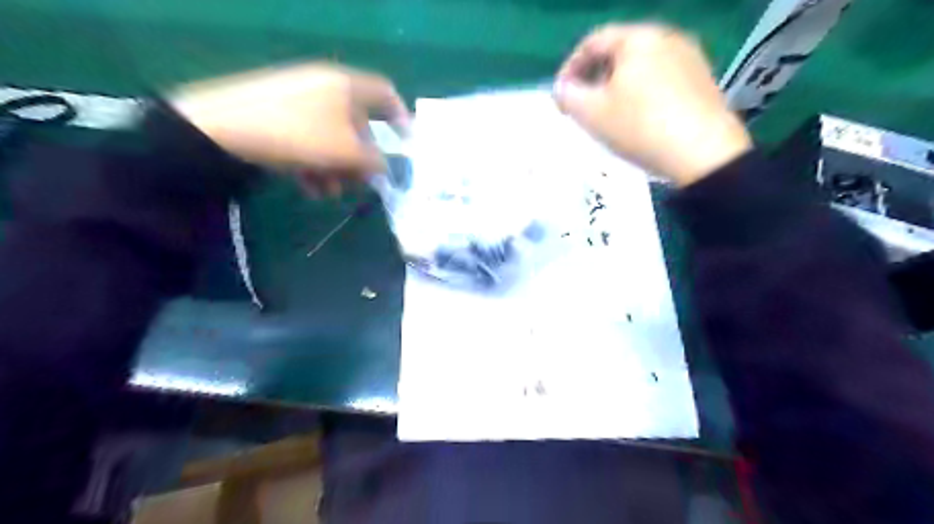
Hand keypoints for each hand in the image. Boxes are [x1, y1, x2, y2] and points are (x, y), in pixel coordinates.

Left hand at [173, 61, 412, 195]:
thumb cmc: (299, 135)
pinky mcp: (278, 115)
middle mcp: (326, 88)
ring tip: (328, 192)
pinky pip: (310, 139)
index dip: (401, 119)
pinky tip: (308, 187)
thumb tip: (384, 167)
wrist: (221, 129)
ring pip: (333, 137)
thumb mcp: (347, 152)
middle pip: (359, 124)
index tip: (405, 146)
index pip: (386, 94)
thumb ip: (375, 161)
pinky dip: (315, 163)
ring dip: (338, 168)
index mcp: (347, 86)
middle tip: (360, 183)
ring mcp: (300, 101)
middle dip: (362, 158)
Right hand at [553, 23, 749, 185]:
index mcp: (638, 38)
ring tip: (607, 116)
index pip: (592, 42)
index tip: (561, 96)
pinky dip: (640, 93)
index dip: (569, 68)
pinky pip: (660, 79)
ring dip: (617, 87)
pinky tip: (637, 119)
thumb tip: (561, 89)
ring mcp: (689, 58)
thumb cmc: (640, 127)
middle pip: (618, 52)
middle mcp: (667, 37)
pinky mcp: (702, 80)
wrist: (703, 153)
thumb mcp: (592, 114)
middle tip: (582, 106)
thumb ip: (568, 96)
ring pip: (640, 67)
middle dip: (594, 78)